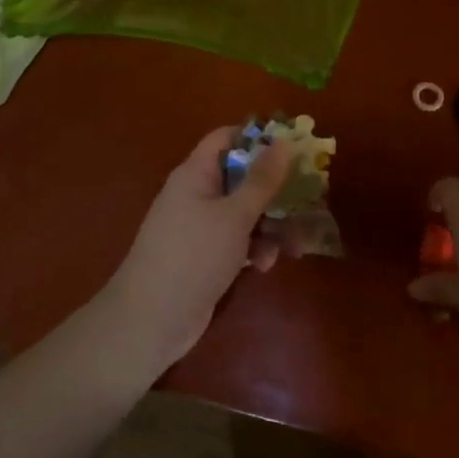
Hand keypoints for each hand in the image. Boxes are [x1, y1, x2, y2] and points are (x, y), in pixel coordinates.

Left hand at [102, 126, 293, 374]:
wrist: (152, 319)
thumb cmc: (194, 255)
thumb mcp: (235, 215)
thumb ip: (262, 180)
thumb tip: (283, 141)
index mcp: (196, 174)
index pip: (226, 138)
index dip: (258, 139)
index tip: (292, 149)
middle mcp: (196, 194)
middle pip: (241, 178)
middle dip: (274, 191)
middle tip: (306, 200)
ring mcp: (199, 227)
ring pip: (243, 213)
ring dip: (269, 226)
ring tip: (292, 247)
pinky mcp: (205, 256)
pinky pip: (236, 240)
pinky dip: (253, 249)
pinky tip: (264, 266)